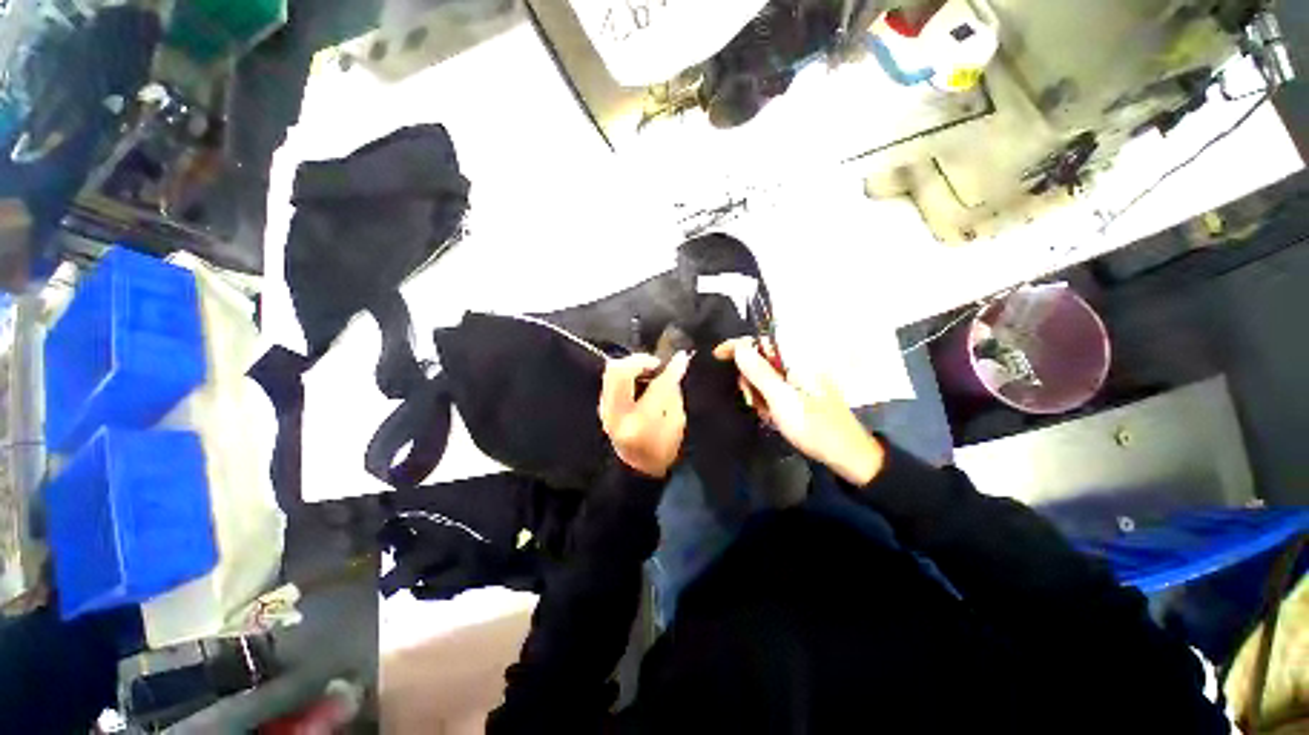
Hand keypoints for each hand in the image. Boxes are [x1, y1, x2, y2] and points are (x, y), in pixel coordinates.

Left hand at [600, 352, 690, 477]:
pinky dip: (626, 373)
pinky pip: (610, 380)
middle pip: (619, 372)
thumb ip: (672, 391)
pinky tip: (639, 380)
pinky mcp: (602, 407)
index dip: (671, 369)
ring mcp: (605, 411)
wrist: (638, 469)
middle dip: (640, 360)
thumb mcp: (677, 421)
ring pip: (611, 372)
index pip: (657, 386)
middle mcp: (617, 415)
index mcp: (642, 423)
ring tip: (648, 371)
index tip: (681, 356)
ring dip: (631, 365)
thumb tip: (676, 362)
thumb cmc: (664, 448)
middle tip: (656, 364)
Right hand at [714, 338, 883, 485]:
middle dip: (751, 381)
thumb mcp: (782, 400)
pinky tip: (774, 416)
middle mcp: (799, 364)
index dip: (738, 345)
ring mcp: (800, 378)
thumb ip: (759, 372)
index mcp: (798, 359)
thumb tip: (739, 348)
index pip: (761, 341)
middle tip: (755, 402)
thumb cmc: (814, 427)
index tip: (717, 355)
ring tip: (768, 414)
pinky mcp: (800, 391)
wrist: (846, 455)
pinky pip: (774, 390)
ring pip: (764, 378)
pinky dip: (769, 402)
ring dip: (759, 395)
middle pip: (760, 361)